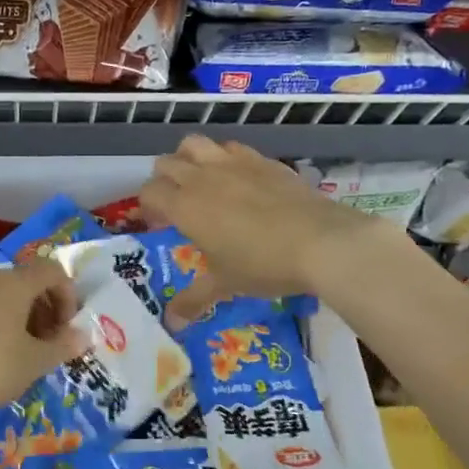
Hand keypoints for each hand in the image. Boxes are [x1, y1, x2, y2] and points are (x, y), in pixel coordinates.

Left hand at [0, 261, 90, 426]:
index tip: (64, 329)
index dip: (66, 296)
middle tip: (40, 345)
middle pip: (20, 283)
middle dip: (38, 309)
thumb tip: (82, 336)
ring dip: (7, 317)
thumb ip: (62, 347)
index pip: (52, 271)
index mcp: (13, 283)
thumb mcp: (33, 364)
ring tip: (6, 353)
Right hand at [138, 135, 378, 324]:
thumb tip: (172, 323)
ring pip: (194, 144)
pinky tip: (237, 178)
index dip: (148, 207)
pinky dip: (224, 158)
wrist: (320, 241)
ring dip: (188, 158)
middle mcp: (201, 177)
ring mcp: (232, 163)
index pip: (149, 192)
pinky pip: (231, 148)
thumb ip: (194, 298)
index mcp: (184, 206)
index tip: (160, 224)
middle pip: (166, 163)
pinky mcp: (261, 159)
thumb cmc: (262, 264)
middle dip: (164, 181)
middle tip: (177, 205)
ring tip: (200, 181)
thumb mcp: (225, 284)